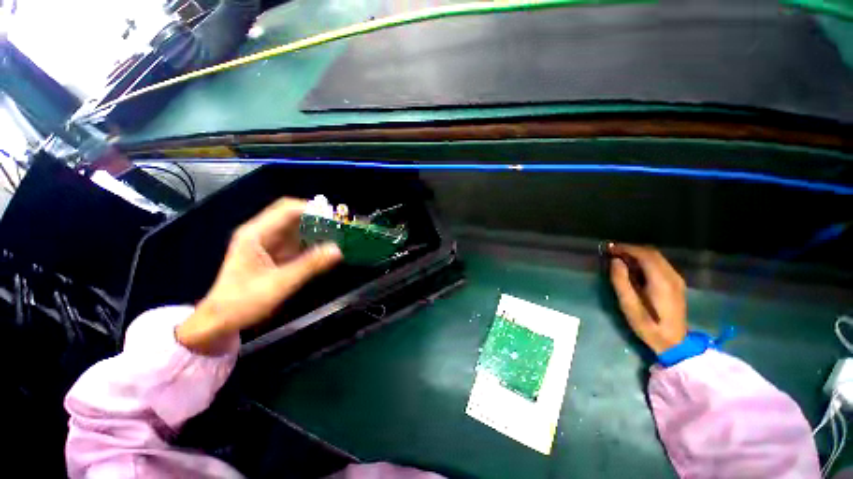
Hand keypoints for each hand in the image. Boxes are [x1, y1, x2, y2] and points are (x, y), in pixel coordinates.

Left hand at [176, 198, 341, 353]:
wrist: (220, 321)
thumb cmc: (243, 302)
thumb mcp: (279, 284)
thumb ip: (309, 265)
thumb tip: (338, 250)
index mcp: (256, 234)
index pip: (288, 209)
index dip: (314, 210)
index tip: (336, 219)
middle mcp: (262, 232)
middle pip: (293, 215)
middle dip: (318, 218)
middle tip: (341, 227)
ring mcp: (268, 242)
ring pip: (297, 227)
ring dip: (317, 230)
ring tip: (339, 236)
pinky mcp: (274, 253)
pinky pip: (297, 241)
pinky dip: (312, 242)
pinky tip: (325, 249)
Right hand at [608, 244, 687, 354]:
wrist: (675, 343)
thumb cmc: (648, 325)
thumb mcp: (629, 306)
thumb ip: (621, 281)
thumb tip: (615, 261)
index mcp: (661, 281)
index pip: (645, 255)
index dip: (626, 249)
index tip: (610, 249)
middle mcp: (672, 276)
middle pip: (652, 253)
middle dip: (631, 250)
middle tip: (612, 252)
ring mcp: (677, 279)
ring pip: (657, 258)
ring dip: (638, 254)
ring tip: (620, 258)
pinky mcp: (677, 284)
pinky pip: (660, 264)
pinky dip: (645, 261)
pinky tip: (634, 268)